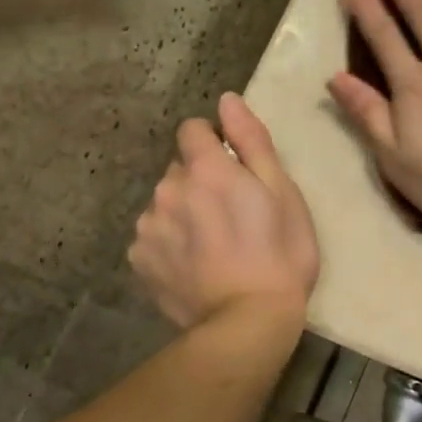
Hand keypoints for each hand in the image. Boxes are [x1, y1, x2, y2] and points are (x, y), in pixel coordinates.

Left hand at [129, 94, 318, 329]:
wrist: (248, 322)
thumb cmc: (280, 253)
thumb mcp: (282, 192)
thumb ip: (252, 141)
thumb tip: (227, 100)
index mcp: (207, 168)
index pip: (193, 130)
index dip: (215, 142)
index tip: (235, 169)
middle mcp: (168, 188)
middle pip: (180, 168)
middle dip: (201, 180)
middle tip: (233, 214)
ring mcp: (148, 226)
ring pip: (165, 202)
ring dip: (184, 211)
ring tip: (213, 244)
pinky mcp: (139, 259)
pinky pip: (153, 235)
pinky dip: (170, 242)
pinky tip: (194, 265)